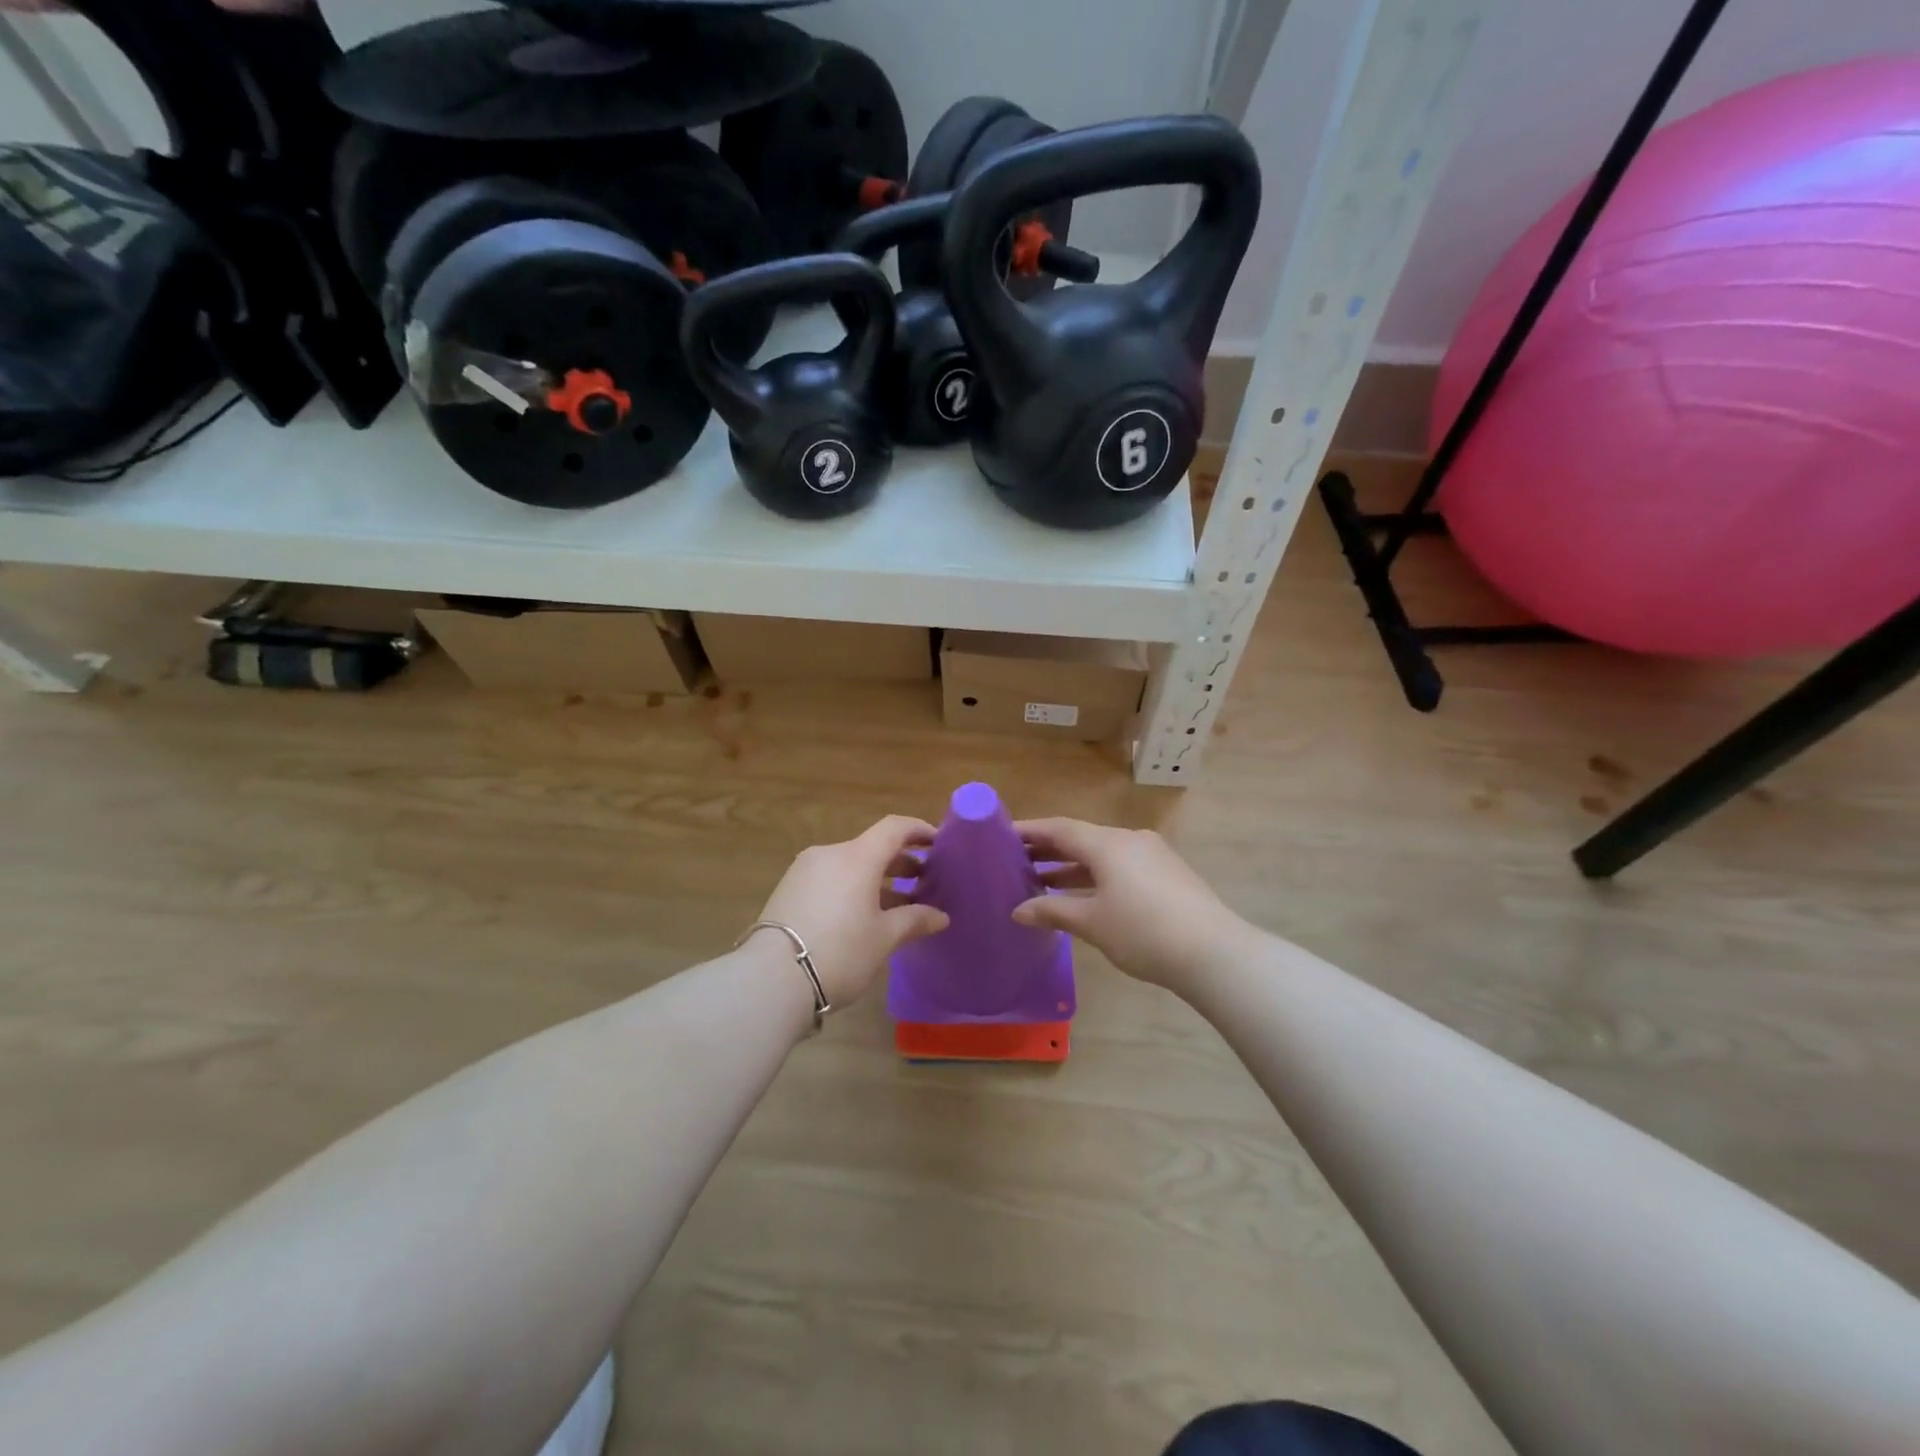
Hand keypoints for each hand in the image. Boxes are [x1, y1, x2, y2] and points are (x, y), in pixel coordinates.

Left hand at [752, 816, 948, 1007]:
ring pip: (850, 865)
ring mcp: (804, 871)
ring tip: (898, 904)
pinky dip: (852, 888)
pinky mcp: (788, 891)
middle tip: (924, 880)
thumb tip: (940, 916)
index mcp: (857, 857)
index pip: (894, 828)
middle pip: (871, 847)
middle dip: (900, 861)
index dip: (919, 830)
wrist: (771, 980)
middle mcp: (829, 854)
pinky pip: (830, 879)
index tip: (938, 843)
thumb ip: (914, 920)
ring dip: (876, 879)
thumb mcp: (883, 938)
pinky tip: (863, 916)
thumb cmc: (840, 952)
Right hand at [1011, 819, 1256, 994]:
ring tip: (1040, 882)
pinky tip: (1082, 896)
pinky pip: (1120, 865)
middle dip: (1048, 850)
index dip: (1030, 831)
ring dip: (1072, 866)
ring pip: (1102, 854)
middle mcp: (1129, 839)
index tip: (1002, 835)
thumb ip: (1053, 912)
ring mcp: (1152, 855)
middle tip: (1015, 861)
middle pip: (1080, 838)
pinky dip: (1095, 875)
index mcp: (1108, 843)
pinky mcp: (1167, 874)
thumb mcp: (1092, 923)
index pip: (1059, 828)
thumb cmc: (1144, 932)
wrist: (1215, 953)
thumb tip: (1018, 911)